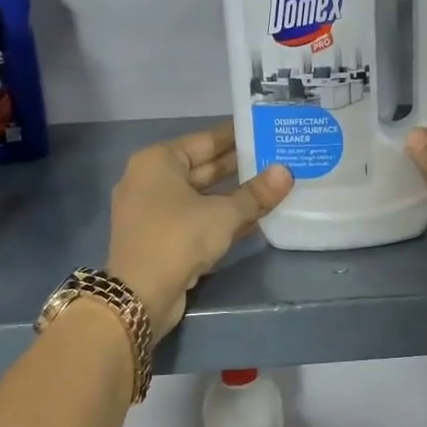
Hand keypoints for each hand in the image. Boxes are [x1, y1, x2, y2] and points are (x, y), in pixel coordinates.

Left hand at [106, 122, 293, 332]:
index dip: (236, 136)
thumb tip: (286, 172)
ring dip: (235, 195)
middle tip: (277, 158)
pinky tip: (256, 218)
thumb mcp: (223, 214)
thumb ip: (256, 193)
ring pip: (202, 196)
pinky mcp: (161, 238)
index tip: (264, 130)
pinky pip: (197, 218)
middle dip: (239, 167)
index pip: (205, 140)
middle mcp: (151, 180)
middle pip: (203, 168)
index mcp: (158, 161)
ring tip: (273, 187)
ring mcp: (153, 211)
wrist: (140, 295)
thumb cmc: (178, 238)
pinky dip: (222, 218)